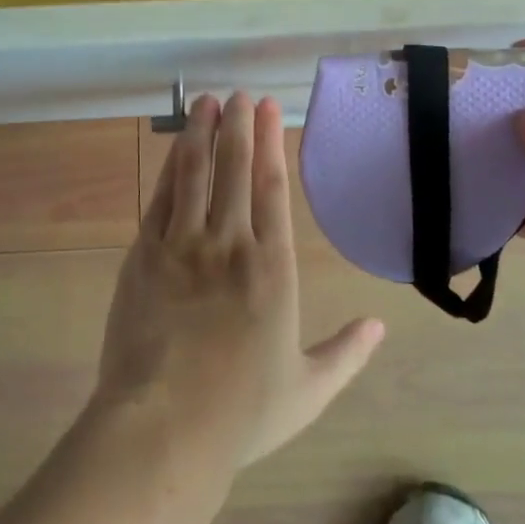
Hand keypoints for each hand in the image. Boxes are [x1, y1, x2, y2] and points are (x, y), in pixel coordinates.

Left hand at [93, 92, 384, 469]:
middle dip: (237, 126)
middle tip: (238, 94)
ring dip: (200, 134)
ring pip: (194, 174)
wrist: (163, 429)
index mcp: (273, 268)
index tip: (267, 109)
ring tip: (204, 102)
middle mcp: (229, 244)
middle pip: (235, 169)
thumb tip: (380, 325)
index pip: (273, 188)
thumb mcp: (308, 389)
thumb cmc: (242, 412)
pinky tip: (175, 149)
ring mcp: (182, 246)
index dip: (271, 143)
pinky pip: (160, 200)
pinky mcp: (144, 256)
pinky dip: (170, 170)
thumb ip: (347, 353)